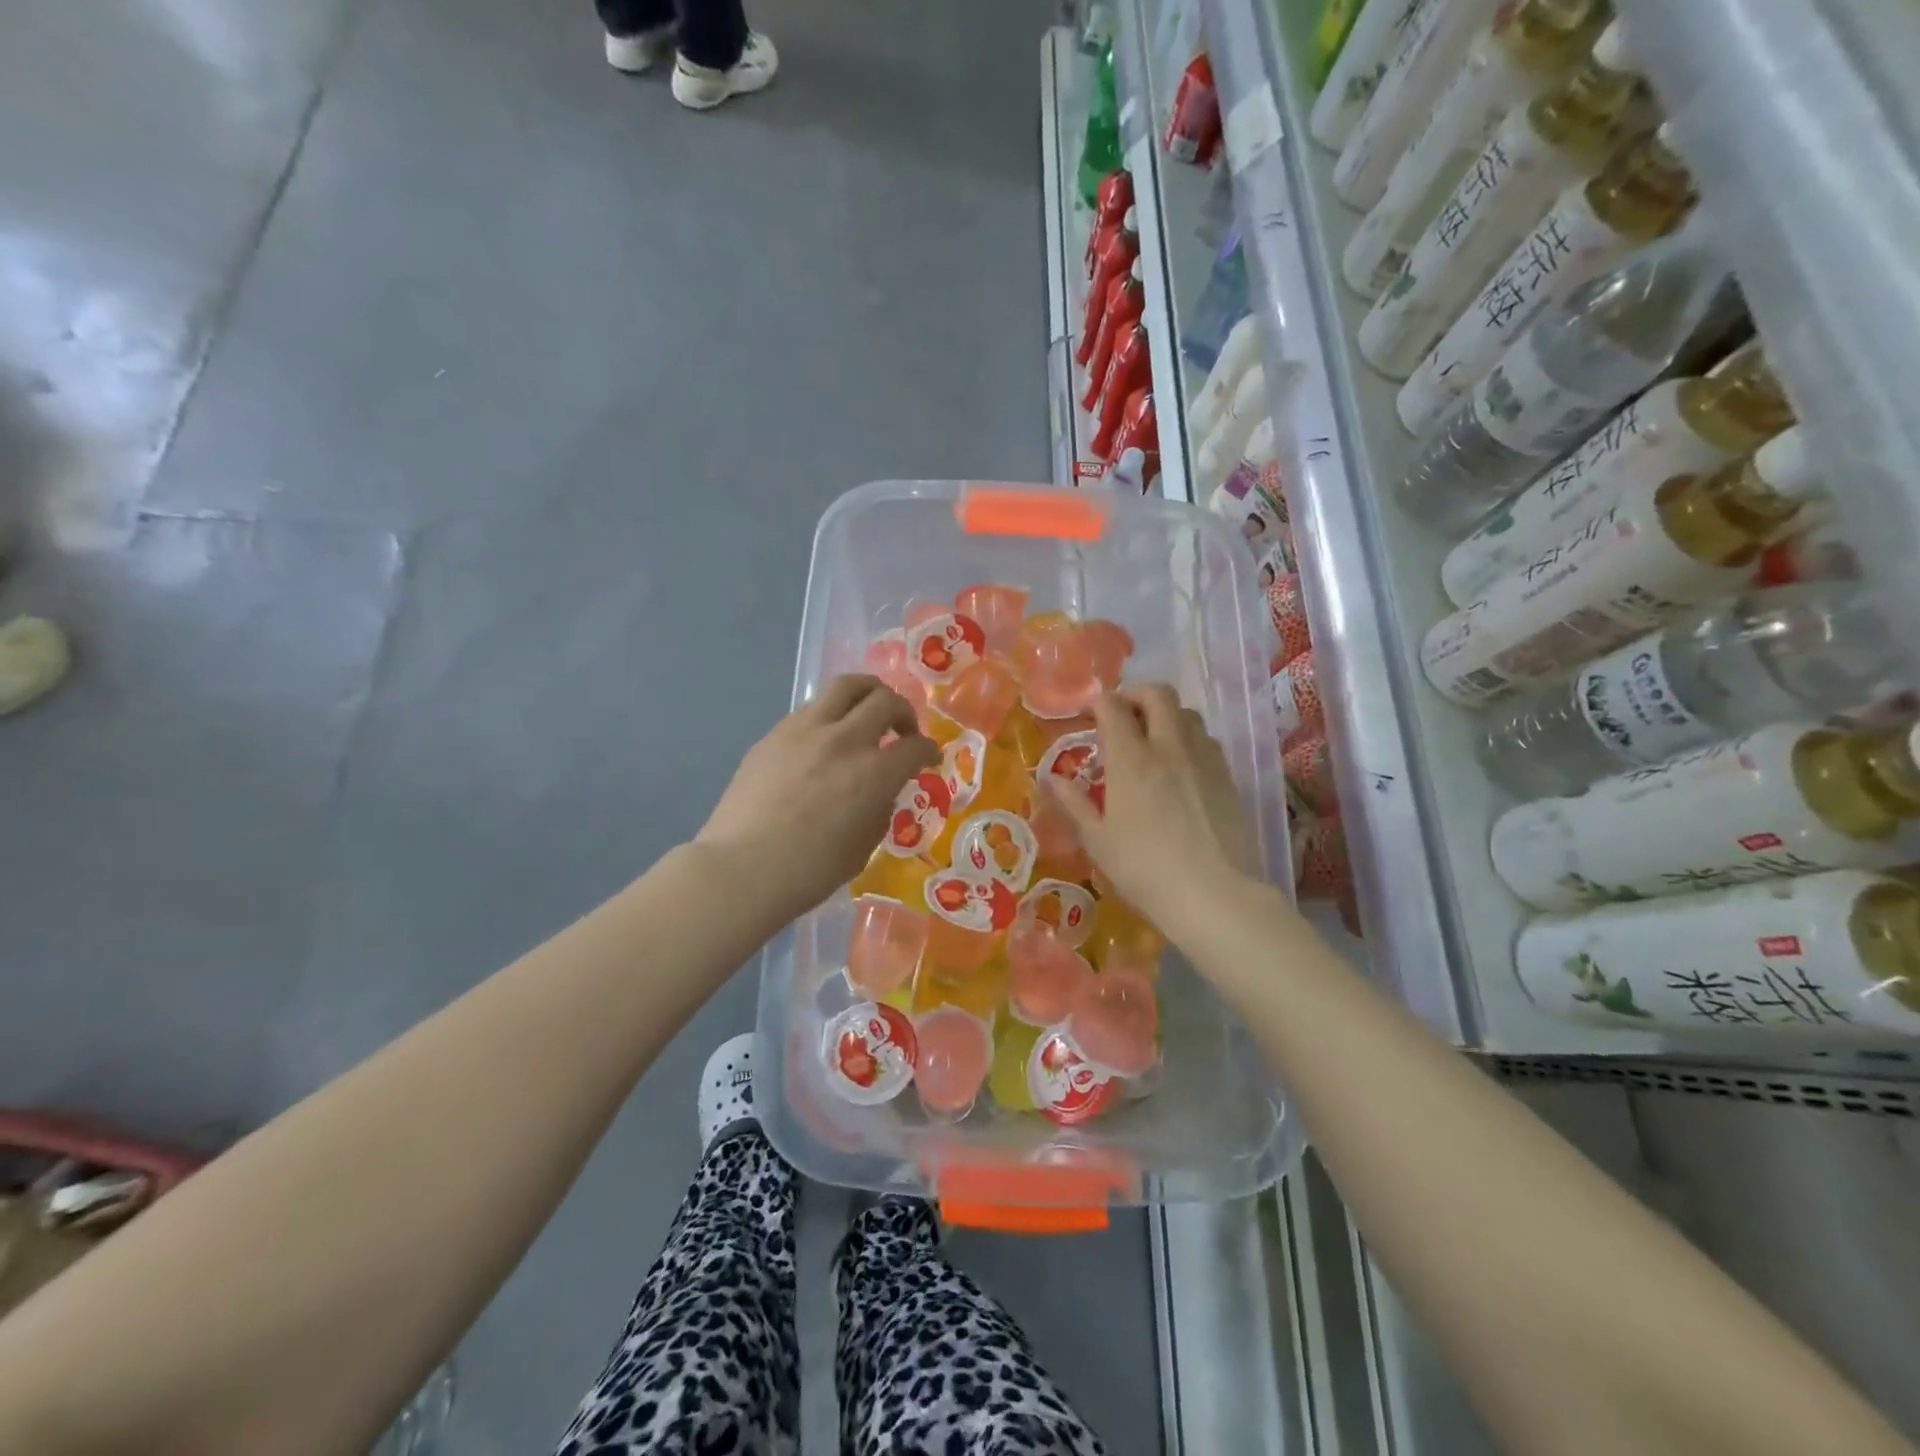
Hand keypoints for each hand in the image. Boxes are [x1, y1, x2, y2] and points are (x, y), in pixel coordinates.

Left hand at [696, 676, 938, 921]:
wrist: (742, 869)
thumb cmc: (809, 871)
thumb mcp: (863, 847)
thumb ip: (879, 809)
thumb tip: (879, 791)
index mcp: (874, 773)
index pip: (915, 746)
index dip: (928, 750)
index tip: (928, 758)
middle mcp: (844, 740)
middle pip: (885, 700)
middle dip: (904, 712)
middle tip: (902, 731)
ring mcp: (805, 730)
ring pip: (846, 686)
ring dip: (867, 694)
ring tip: (868, 712)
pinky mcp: (775, 734)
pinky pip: (812, 708)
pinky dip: (831, 715)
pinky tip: (825, 740)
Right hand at [1046, 686, 1259, 933]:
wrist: (1213, 895)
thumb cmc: (1144, 870)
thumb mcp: (1097, 841)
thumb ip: (1074, 804)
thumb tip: (1052, 778)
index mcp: (1131, 760)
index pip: (1113, 707)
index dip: (1098, 704)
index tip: (1089, 717)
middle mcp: (1169, 747)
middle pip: (1157, 694)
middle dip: (1135, 694)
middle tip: (1122, 716)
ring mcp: (1203, 759)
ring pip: (1187, 713)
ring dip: (1165, 715)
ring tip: (1152, 739)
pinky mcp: (1227, 777)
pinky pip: (1207, 740)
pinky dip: (1188, 738)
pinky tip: (1180, 766)